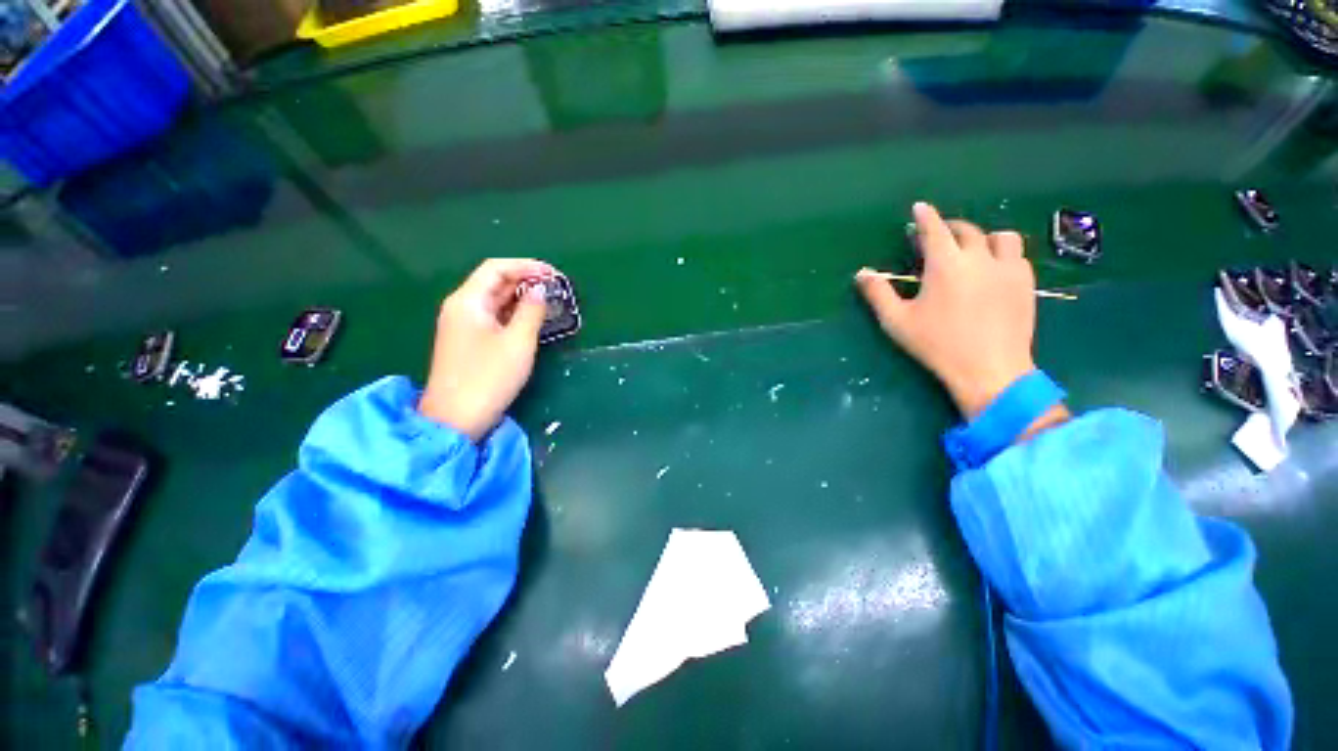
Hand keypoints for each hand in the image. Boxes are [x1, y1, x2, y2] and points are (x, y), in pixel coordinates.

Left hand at [420, 258, 554, 440]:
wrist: (456, 418)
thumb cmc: (489, 377)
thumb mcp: (518, 342)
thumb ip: (531, 311)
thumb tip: (540, 291)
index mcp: (468, 301)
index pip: (496, 269)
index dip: (526, 266)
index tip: (553, 274)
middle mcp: (461, 307)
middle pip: (494, 282)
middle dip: (525, 280)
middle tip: (555, 287)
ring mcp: (462, 325)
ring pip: (494, 301)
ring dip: (520, 297)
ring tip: (548, 300)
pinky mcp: (467, 342)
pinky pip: (492, 317)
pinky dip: (512, 313)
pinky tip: (530, 319)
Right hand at [856, 202, 1038, 418]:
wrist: (989, 369)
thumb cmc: (937, 344)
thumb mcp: (897, 321)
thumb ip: (878, 293)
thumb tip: (862, 273)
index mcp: (946, 265)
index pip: (934, 230)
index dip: (925, 217)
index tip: (920, 207)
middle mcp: (980, 258)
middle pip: (967, 230)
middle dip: (950, 227)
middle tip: (938, 235)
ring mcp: (1008, 269)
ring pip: (1001, 237)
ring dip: (983, 237)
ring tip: (973, 249)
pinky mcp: (1026, 284)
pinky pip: (1018, 256)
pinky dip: (1004, 254)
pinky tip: (994, 269)